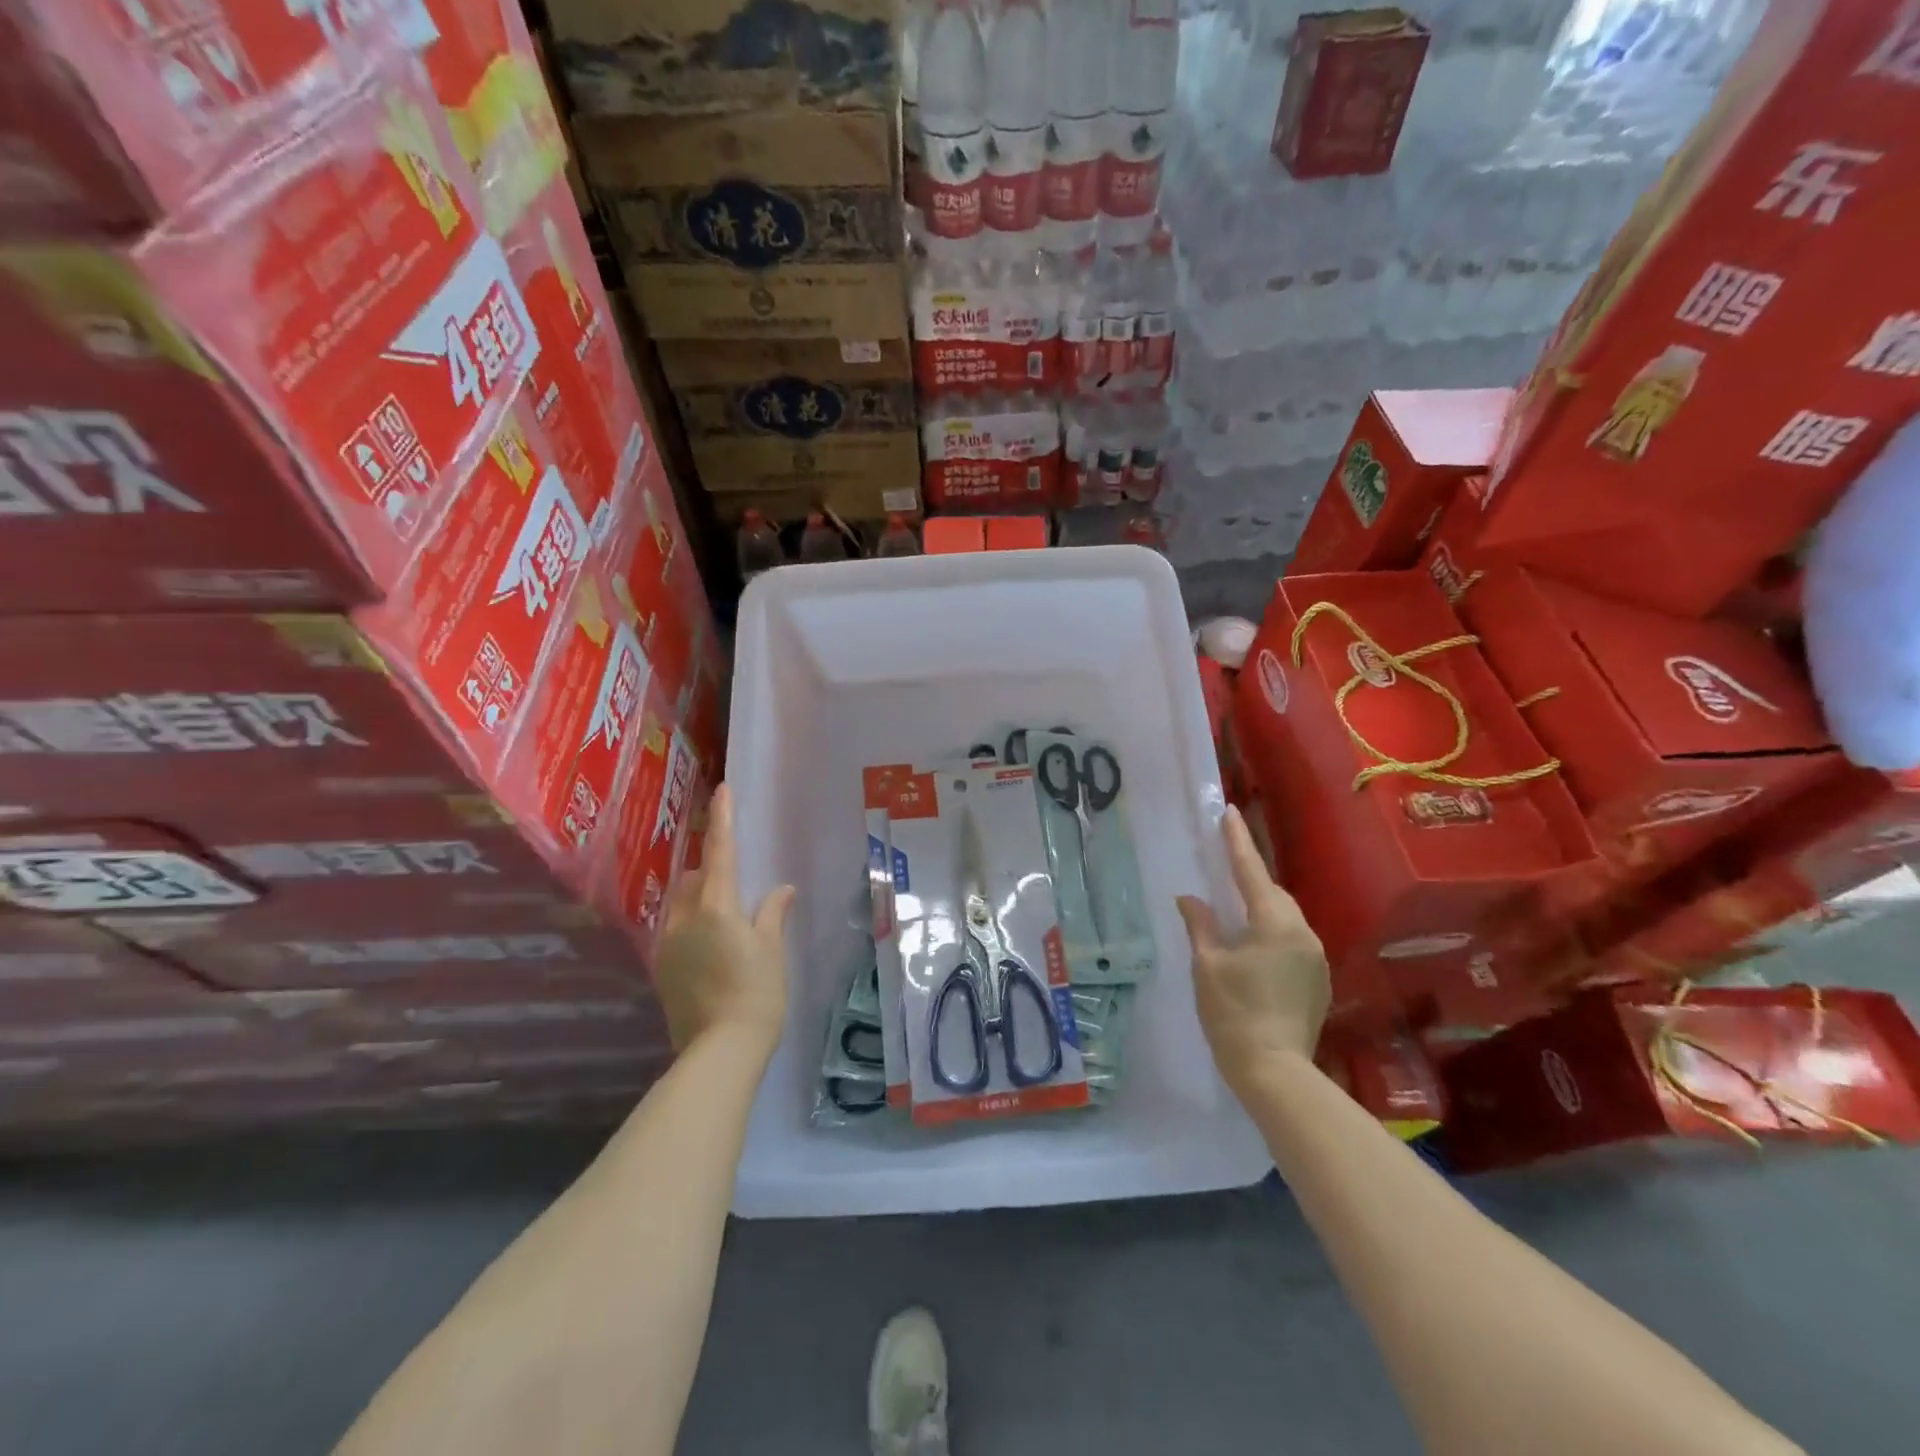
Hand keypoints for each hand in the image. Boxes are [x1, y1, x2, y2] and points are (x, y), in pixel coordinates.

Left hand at [653, 783, 796, 1056]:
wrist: (719, 1051)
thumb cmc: (757, 994)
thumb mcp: (772, 951)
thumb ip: (772, 914)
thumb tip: (781, 890)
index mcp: (715, 907)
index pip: (719, 852)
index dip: (722, 819)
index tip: (722, 790)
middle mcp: (683, 919)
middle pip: (693, 878)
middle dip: (710, 870)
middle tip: (737, 884)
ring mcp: (667, 945)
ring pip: (680, 904)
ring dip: (699, 898)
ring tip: (726, 919)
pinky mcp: (662, 969)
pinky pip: (675, 930)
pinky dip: (693, 925)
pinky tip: (713, 950)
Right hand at [1176, 805, 1329, 1094]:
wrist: (1275, 1071)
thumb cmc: (1233, 1013)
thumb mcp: (1207, 965)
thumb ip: (1200, 925)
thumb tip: (1190, 899)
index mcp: (1274, 924)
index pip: (1251, 871)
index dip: (1238, 840)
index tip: (1229, 812)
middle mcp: (1302, 933)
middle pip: (1273, 893)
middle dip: (1250, 877)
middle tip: (1226, 864)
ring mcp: (1315, 957)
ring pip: (1285, 916)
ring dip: (1262, 907)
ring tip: (1236, 909)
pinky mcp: (1319, 979)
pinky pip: (1293, 939)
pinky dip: (1272, 931)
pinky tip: (1254, 945)